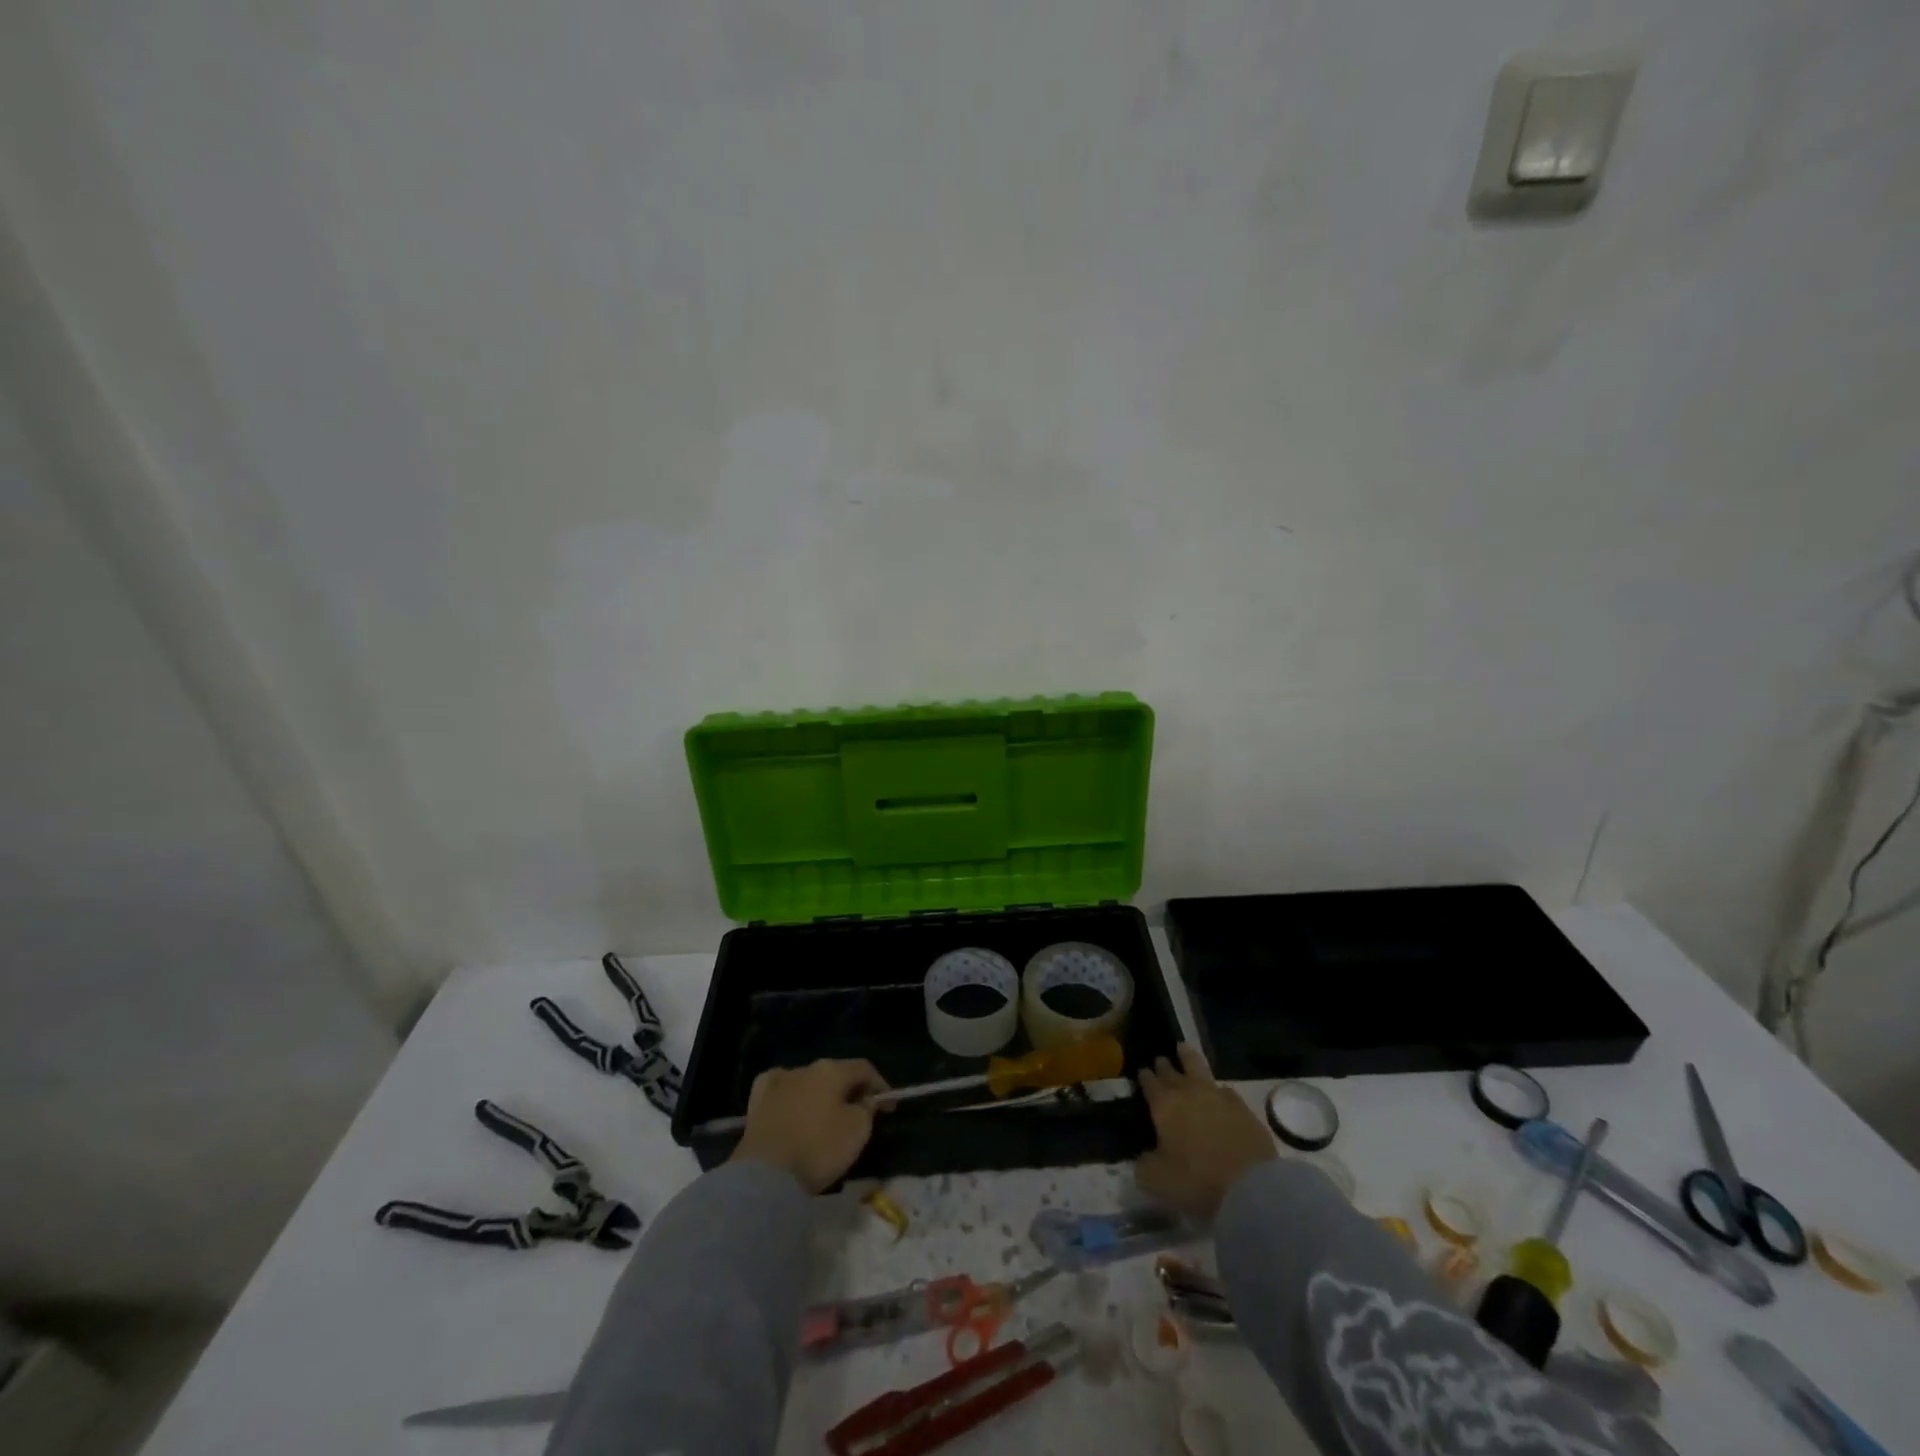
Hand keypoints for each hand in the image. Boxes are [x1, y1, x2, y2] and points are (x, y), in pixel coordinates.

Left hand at [730, 1059, 888, 1192]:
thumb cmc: (818, 1149)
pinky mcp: (758, 1101)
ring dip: (821, 1094)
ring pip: (808, 1081)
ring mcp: (778, 1081)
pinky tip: (792, 1105)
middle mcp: (805, 1067)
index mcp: (832, 1070)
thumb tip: (865, 1100)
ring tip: (826, 1115)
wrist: (765, 1175)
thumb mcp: (857, 1131)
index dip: (880, 1086)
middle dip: (850, 1090)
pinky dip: (791, 1096)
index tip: (889, 1107)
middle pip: (836, 1074)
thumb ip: (867, 1109)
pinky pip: (780, 1090)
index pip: (864, 1069)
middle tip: (859, 1113)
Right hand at [1136, 1043, 1275, 1218]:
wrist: (1251, 1186)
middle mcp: (1188, 1092)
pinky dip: (1217, 1088)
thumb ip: (1144, 1165)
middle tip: (1160, 1060)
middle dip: (1164, 1065)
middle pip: (1172, 1071)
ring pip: (1198, 1067)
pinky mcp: (1242, 1107)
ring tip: (1183, 1048)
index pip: (1150, 1083)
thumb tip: (1143, 1158)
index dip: (1145, 1076)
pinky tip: (1218, 1092)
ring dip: (1188, 1057)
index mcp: (1164, 1106)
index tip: (1141, 1071)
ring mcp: (1217, 1096)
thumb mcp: (1158, 1181)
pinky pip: (1224, 1090)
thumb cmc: (1197, 1181)